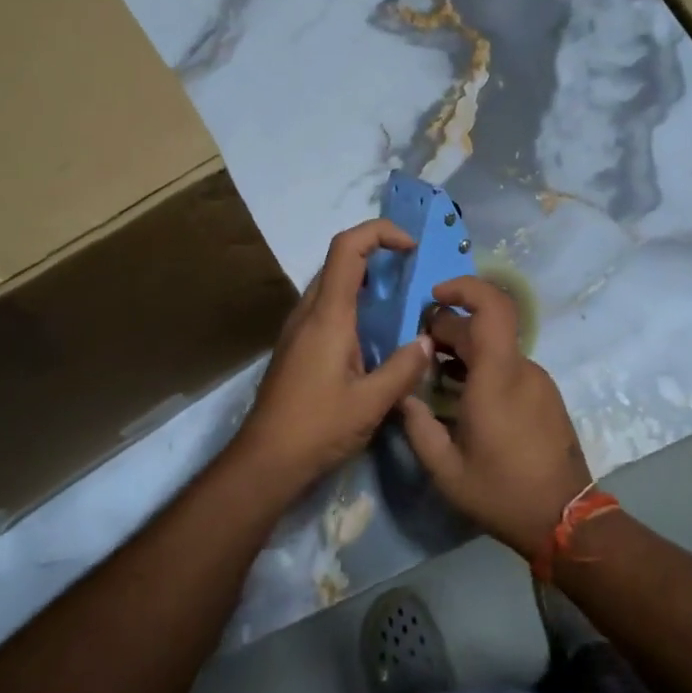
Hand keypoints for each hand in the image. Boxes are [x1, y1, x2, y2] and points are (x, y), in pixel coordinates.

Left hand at [229, 219, 434, 491]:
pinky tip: (374, 336)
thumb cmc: (317, 428)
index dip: (379, 232)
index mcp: (328, 315)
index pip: (347, 248)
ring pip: (332, 284)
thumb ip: (403, 368)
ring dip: (365, 281)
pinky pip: (326, 308)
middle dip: (377, 254)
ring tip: (401, 303)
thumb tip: (426, 340)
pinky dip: (354, 304)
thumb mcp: (371, 402)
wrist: (265, 460)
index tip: (411, 247)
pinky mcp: (296, 346)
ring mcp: (298, 328)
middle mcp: (309, 312)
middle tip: (413, 274)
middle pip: (339, 260)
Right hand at [399, 276, 590, 557]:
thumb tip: (402, 394)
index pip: (492, 307)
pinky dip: (483, 367)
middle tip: (419, 348)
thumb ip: (417, 425)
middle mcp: (522, 369)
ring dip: (464, 349)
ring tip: (435, 373)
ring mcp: (538, 381)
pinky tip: (462, 393)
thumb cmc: (501, 492)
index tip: (434, 297)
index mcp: (498, 377)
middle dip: (449, 327)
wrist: (566, 520)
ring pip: (496, 347)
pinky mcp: (545, 396)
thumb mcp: (445, 469)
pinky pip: (509, 366)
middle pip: (485, 327)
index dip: (464, 288)